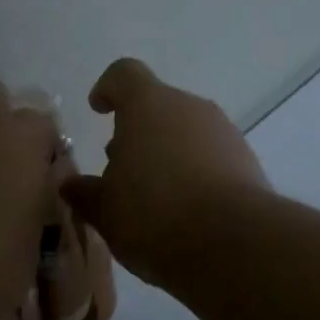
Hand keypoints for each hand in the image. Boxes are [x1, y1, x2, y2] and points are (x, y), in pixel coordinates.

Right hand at [61, 58, 269, 290]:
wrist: (235, 244)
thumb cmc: (154, 214)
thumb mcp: (105, 210)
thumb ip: (85, 192)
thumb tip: (71, 184)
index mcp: (148, 105)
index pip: (124, 74)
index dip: (108, 88)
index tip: (98, 109)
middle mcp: (189, 107)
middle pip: (158, 106)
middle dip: (137, 132)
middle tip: (121, 169)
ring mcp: (224, 133)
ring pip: (186, 132)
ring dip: (167, 153)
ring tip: (153, 196)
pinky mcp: (248, 162)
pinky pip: (212, 156)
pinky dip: (195, 173)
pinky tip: (185, 211)